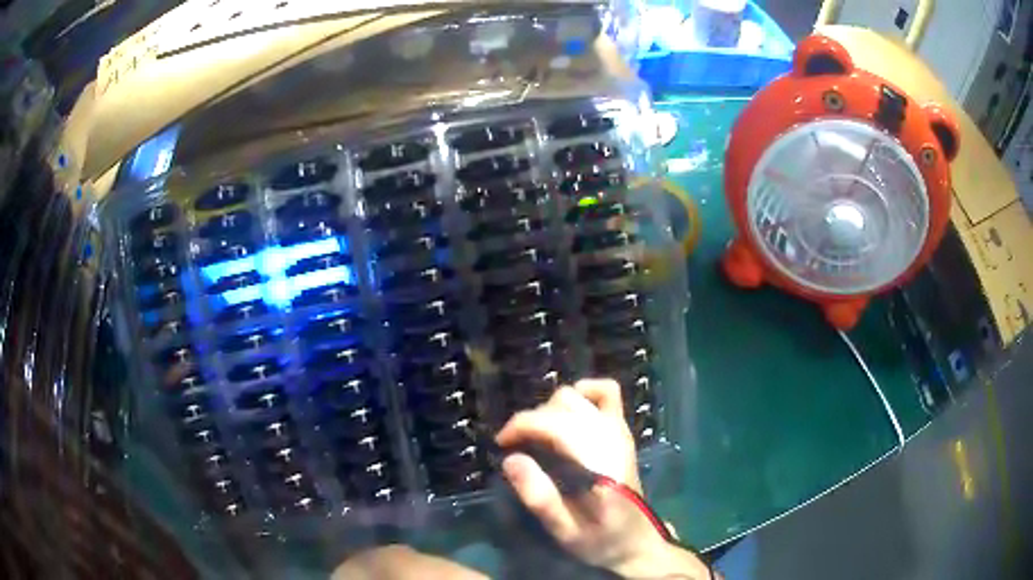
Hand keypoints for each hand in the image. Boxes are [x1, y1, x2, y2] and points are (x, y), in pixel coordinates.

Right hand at [497, 379, 709, 577]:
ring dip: (550, 409)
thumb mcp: (565, 532)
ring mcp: (621, 431)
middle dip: (532, 420)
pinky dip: (582, 393)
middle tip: (516, 446)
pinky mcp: (623, 431)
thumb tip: (510, 459)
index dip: (522, 426)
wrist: (638, 542)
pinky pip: (606, 392)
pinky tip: (565, 413)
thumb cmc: (601, 541)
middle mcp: (613, 440)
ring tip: (537, 435)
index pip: (557, 425)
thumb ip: (540, 497)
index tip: (502, 443)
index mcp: (601, 466)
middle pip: (565, 405)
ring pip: (579, 395)